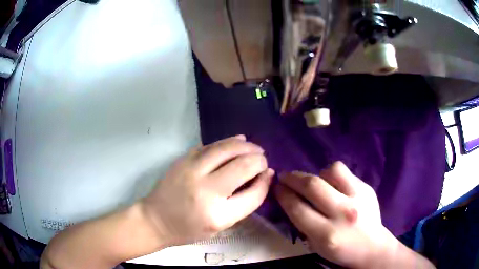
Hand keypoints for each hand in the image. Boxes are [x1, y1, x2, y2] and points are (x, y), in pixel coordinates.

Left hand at [141, 135, 273, 244]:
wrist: (155, 219)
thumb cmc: (189, 229)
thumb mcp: (220, 227)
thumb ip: (242, 203)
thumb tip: (261, 178)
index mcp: (218, 216)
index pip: (254, 194)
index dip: (265, 182)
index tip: (268, 174)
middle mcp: (206, 191)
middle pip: (243, 166)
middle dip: (259, 160)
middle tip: (262, 160)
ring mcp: (192, 171)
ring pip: (227, 148)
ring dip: (246, 146)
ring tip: (254, 148)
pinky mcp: (183, 160)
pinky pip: (211, 145)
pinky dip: (228, 142)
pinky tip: (238, 141)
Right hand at [275, 162, 398, 268]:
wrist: (372, 247)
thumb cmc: (340, 250)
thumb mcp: (316, 245)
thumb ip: (302, 223)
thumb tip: (290, 199)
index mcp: (327, 234)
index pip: (298, 208)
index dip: (283, 194)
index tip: (276, 187)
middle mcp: (343, 213)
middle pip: (312, 186)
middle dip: (293, 178)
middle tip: (285, 176)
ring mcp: (358, 198)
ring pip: (331, 171)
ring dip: (317, 175)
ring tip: (316, 183)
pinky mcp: (367, 188)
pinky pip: (344, 172)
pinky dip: (333, 176)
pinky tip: (333, 185)